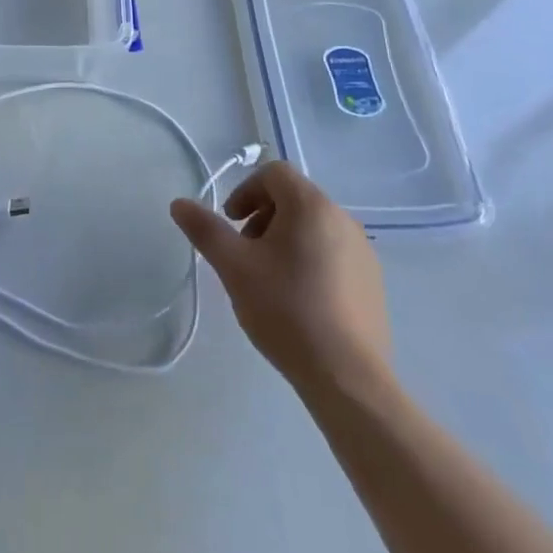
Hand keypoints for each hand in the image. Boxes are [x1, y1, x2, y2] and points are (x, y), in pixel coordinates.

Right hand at [170, 162, 391, 400]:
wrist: (348, 379)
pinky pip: (334, 254)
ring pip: (314, 228)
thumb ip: (205, 230)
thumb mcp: (234, 267)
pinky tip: (299, 302)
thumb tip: (179, 203)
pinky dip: (311, 262)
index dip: (246, 191)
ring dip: (286, 240)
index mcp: (311, 205)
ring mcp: (363, 251)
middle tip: (246, 254)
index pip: (274, 174)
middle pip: (294, 199)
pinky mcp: (373, 283)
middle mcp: (342, 218)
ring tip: (270, 280)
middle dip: (263, 218)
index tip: (232, 223)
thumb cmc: (286, 310)